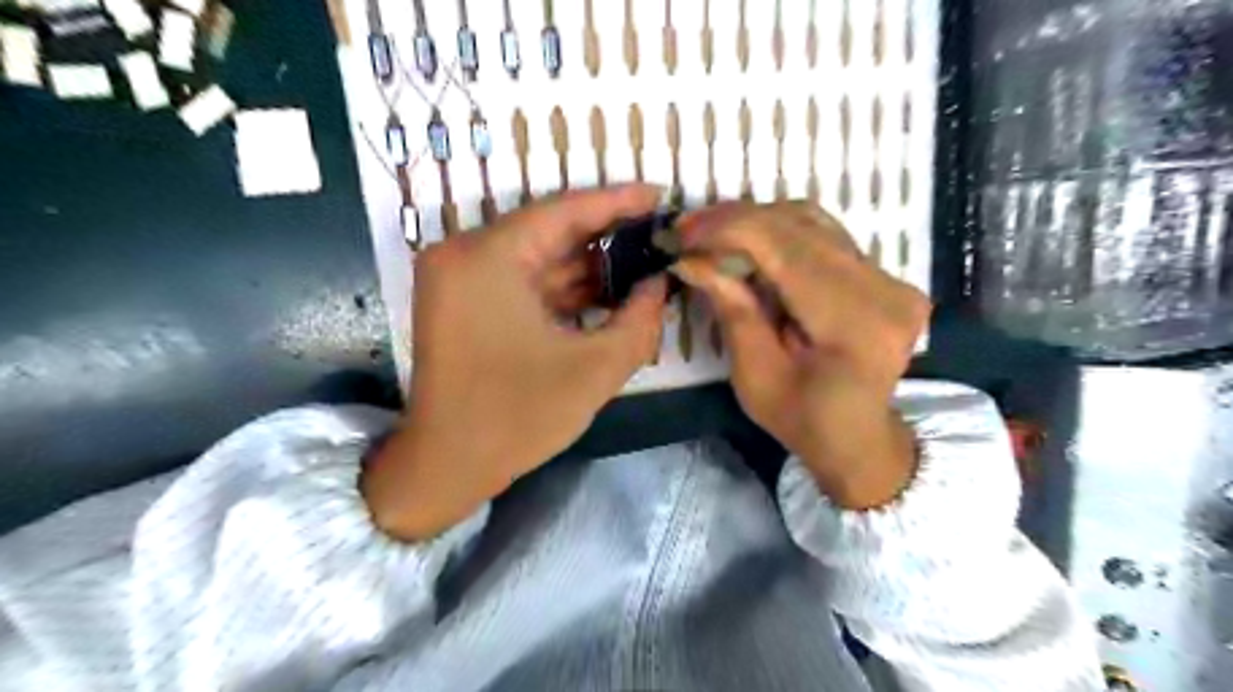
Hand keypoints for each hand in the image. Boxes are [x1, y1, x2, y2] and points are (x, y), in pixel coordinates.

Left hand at [362, 184, 670, 539]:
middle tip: (657, 235)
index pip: (563, 211)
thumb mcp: (594, 369)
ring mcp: (459, 278)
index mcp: (486, 258)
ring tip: (643, 263)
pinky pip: (523, 281)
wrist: (447, 466)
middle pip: (549, 231)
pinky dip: (563, 288)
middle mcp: (464, 254)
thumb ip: (639, 320)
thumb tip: (660, 285)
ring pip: (537, 257)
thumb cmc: (517, 418)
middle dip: (606, 237)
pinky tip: (607, 292)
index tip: (658, 195)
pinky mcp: (464, 302)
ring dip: (588, 265)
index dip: (616, 202)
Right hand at [673, 201, 924, 508]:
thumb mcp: (755, 376)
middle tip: (686, 230)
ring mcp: (892, 277)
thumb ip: (732, 310)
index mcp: (855, 324)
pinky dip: (779, 234)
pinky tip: (747, 245)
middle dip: (734, 221)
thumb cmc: (802, 420)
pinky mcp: (885, 274)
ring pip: (812, 221)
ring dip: (754, 223)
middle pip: (800, 225)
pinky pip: (824, 235)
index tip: (679, 235)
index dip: (727, 230)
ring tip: (711, 235)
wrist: (858, 437)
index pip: (786, 249)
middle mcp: (885, 288)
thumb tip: (692, 258)